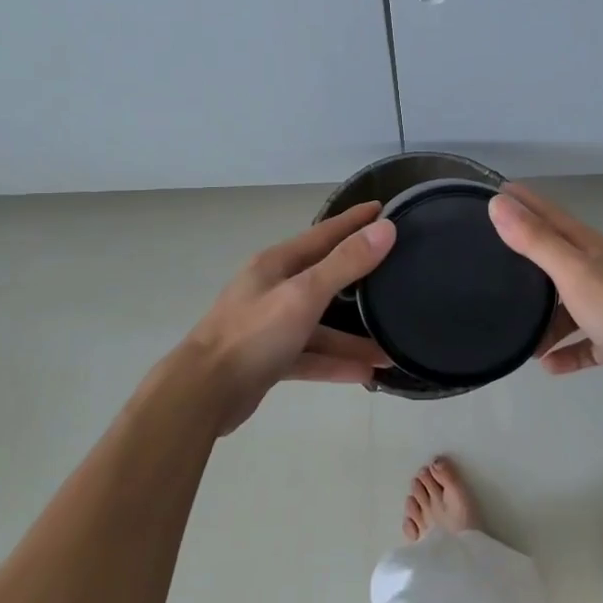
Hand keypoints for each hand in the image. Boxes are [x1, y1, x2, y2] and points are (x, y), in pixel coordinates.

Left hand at [174, 201, 397, 434]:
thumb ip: (345, 263)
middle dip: (362, 282)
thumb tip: (385, 228)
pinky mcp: (270, 358)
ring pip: (321, 326)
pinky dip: (335, 363)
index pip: (325, 234)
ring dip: (353, 338)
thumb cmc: (253, 334)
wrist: (203, 393)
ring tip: (391, 349)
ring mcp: (270, 325)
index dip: (354, 222)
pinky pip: (311, 356)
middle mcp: (274, 288)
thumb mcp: (304, 293)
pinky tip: (366, 374)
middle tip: (398, 276)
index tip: (385, 209)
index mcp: (277, 264)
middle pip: (326, 279)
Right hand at [489, 183, 602, 412]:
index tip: (499, 191)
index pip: (552, 216)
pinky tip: (549, 364)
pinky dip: (569, 350)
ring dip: (547, 319)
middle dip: (529, 259)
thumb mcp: (573, 272)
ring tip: (521, 337)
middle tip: (494, 260)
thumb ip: (536, 240)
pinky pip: (587, 341)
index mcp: (593, 248)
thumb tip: (499, 203)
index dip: (526, 203)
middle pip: (560, 260)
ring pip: (572, 305)